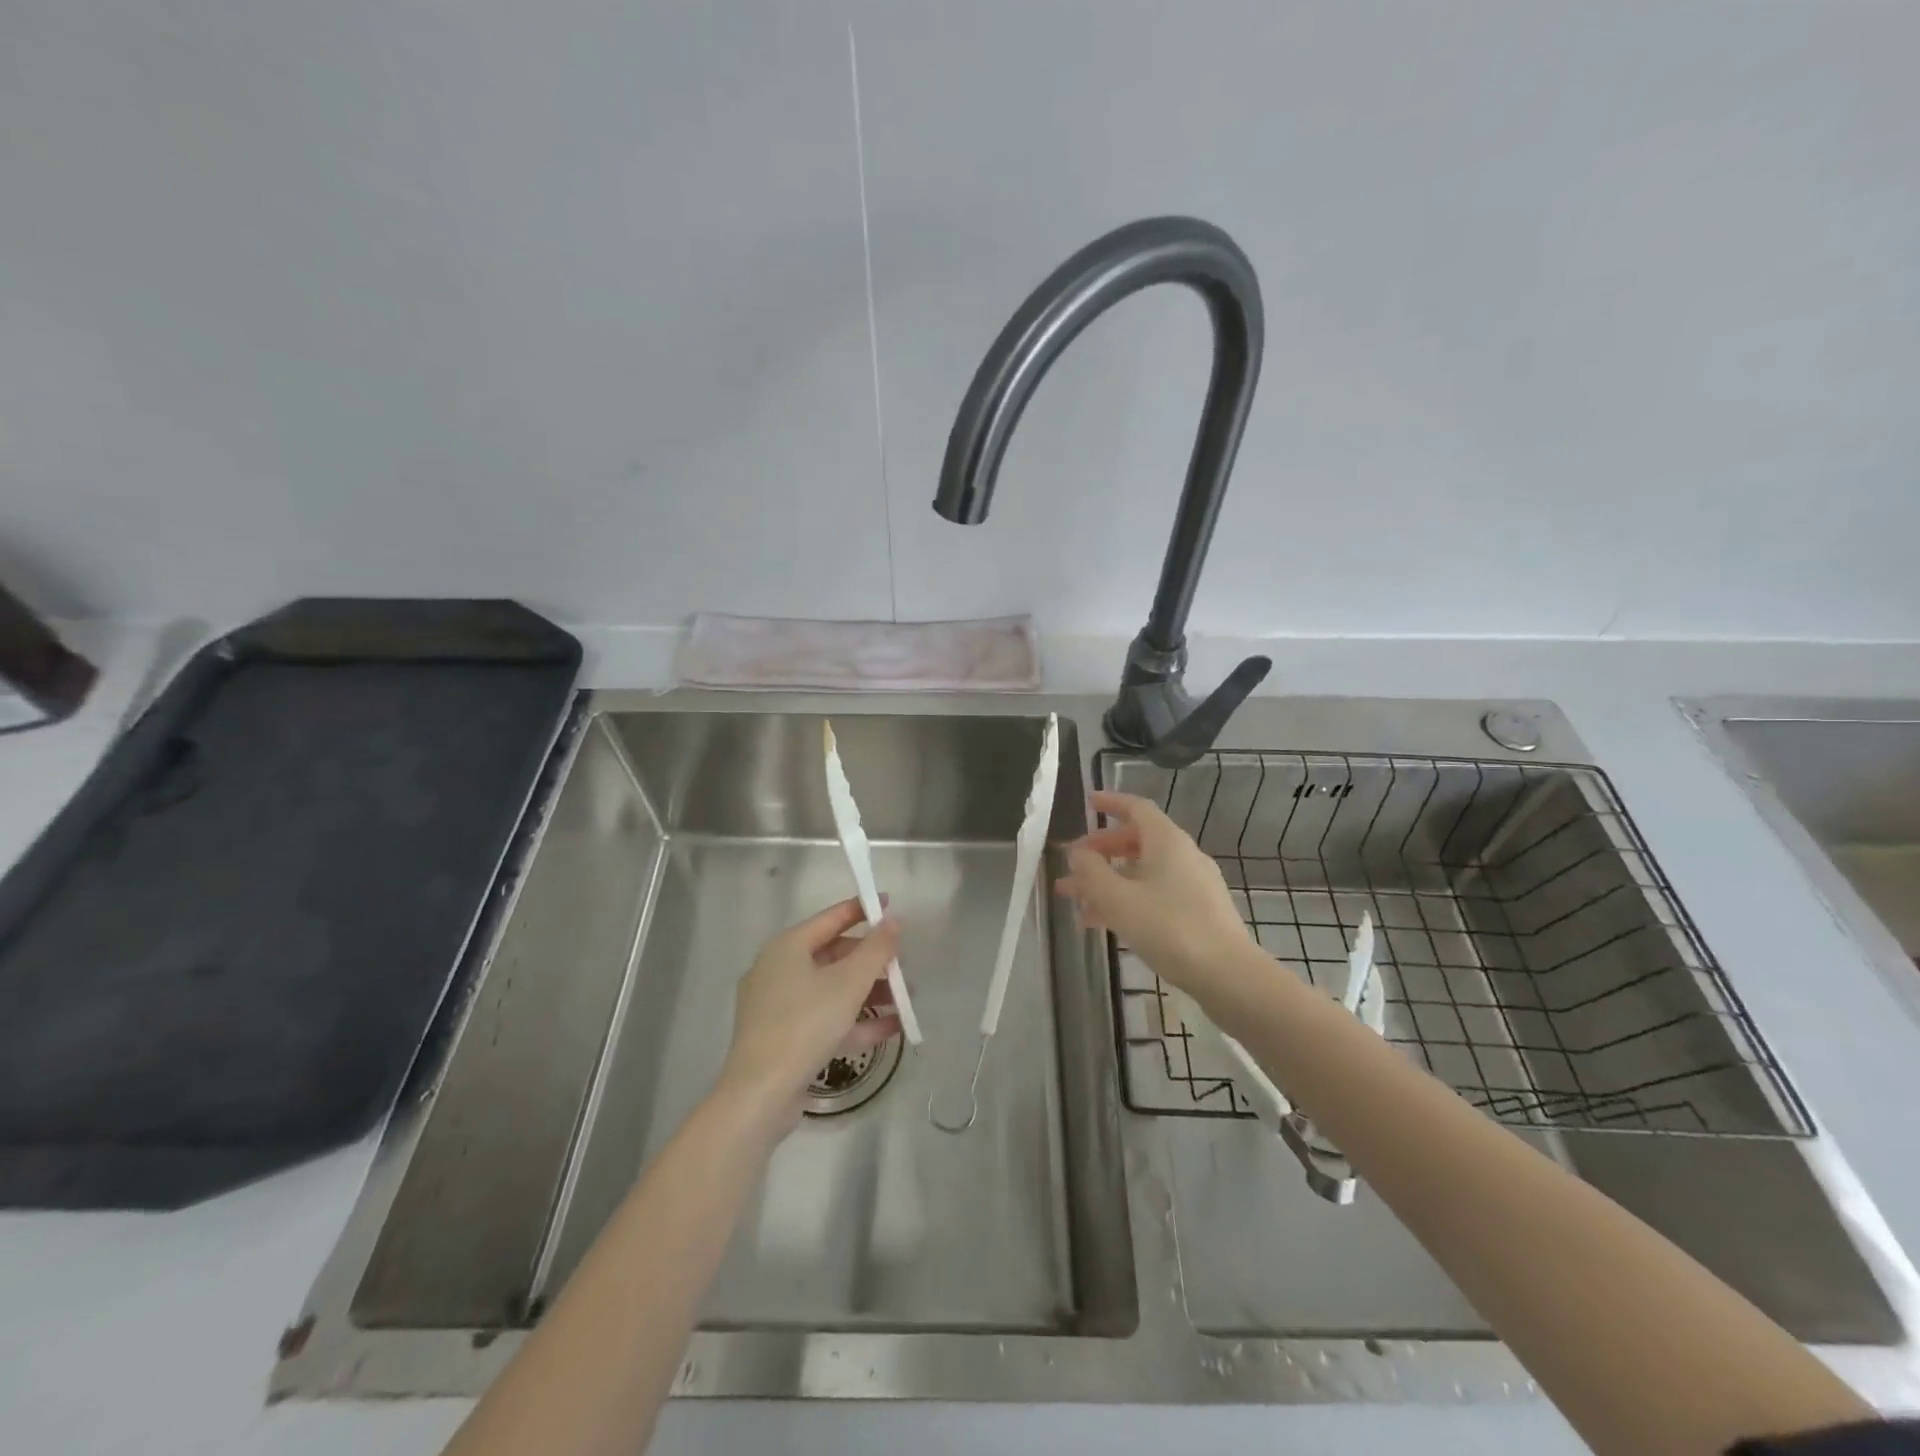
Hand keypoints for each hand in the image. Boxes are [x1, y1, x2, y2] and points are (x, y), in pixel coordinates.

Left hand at [717, 898, 901, 1128]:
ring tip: (906, 1000)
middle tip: (903, 966)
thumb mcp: (849, 983)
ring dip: (869, 992)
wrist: (760, 1095)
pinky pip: (825, 1018)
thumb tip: (893, 920)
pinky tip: (891, 1028)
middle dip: (872, 961)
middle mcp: (778, 970)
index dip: (862, 909)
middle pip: (833, 955)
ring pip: (832, 989)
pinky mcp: (784, 1037)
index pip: (831, 918)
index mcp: (787, 947)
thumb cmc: (805, 1025)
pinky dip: (855, 1020)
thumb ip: (876, 949)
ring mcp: (779, 1006)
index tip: (890, 904)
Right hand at [1058, 789, 1251, 997]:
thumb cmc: (1168, 927)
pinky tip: (1104, 924)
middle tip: (1072, 866)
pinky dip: (1127, 900)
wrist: (1227, 975)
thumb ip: (1090, 871)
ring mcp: (1193, 885)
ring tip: (1075, 902)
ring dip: (1108, 882)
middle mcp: (1183, 855)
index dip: (1110, 803)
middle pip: (1136, 841)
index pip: (1136, 808)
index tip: (1087, 803)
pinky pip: (1154, 894)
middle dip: (1100, 852)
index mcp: (1167, 841)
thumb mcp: (1117, 898)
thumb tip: (1077, 853)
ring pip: (1142, 872)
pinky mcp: (1198, 912)